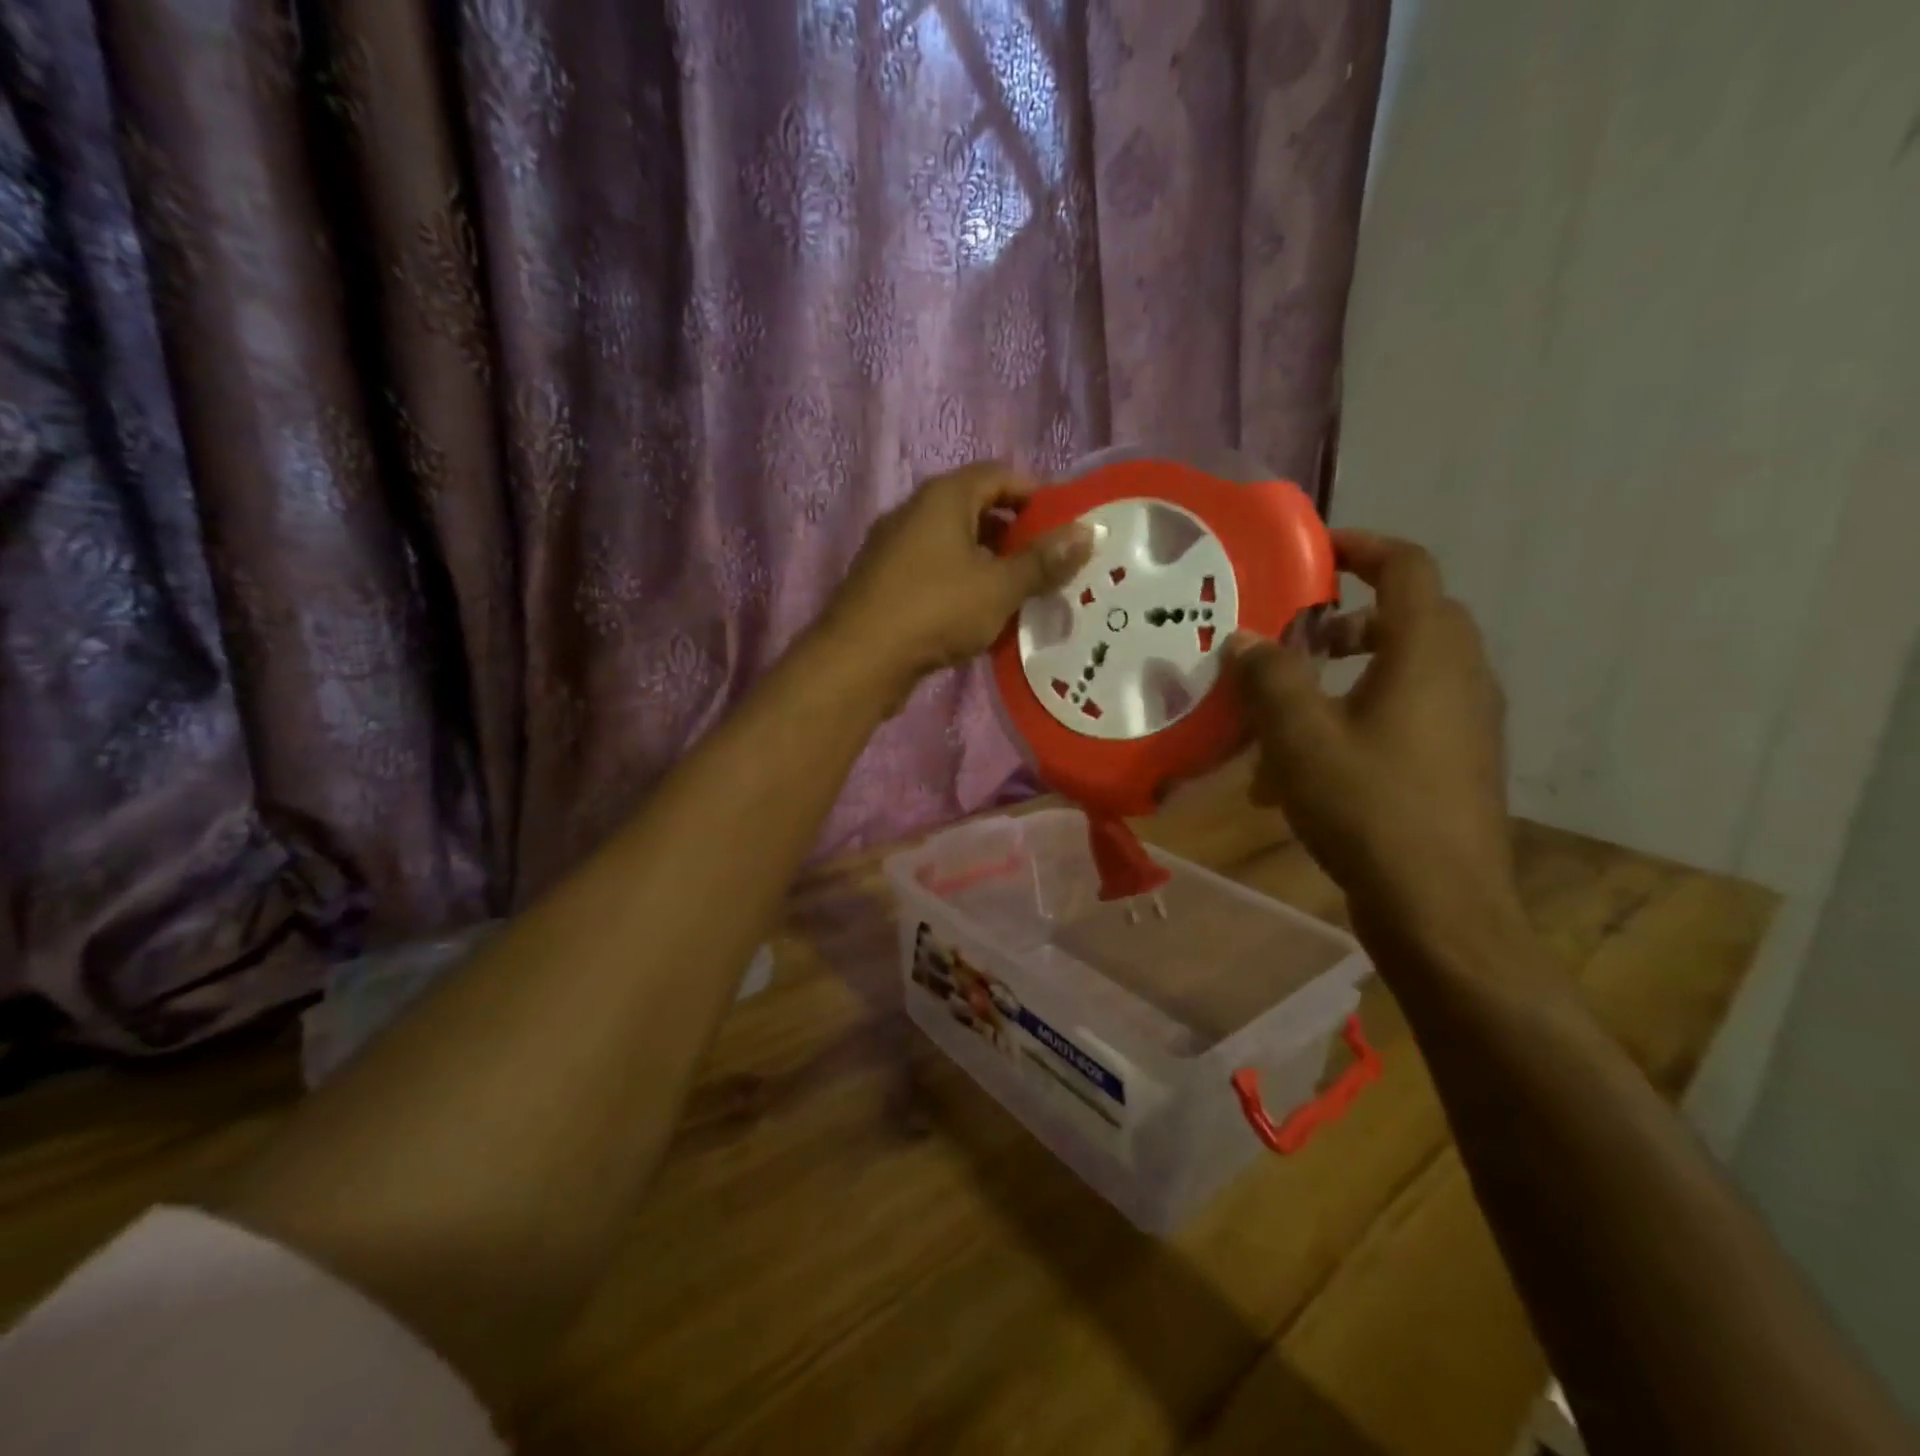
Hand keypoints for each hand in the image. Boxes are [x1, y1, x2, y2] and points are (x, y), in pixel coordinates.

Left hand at [822, 461, 1093, 697]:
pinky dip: (963, 586)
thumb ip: (1044, 560)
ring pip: (955, 546)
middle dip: (1016, 535)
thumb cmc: (936, 610)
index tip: (1065, 525)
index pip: (999, 474)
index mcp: (943, 497)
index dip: (1036, 494)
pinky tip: (982, 618)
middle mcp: (915, 512)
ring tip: (1023, 595)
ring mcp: (895, 548)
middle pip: (977, 510)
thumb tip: (1088, 532)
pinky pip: (935, 573)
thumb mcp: (1000, 586)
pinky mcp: (885, 583)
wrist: (860, 659)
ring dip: (990, 565)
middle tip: (1050, 564)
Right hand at [1229, 531, 1522, 950]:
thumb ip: (1270, 677)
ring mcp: (1467, 723)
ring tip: (1287, 716)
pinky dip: (1360, 719)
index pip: (1407, 567)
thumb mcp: (1299, 737)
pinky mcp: (1460, 763)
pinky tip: (1311, 770)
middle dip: (1345, 622)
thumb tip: (1246, 640)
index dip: (1361, 547)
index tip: (1313, 552)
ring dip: (1346, 678)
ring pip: (1404, 673)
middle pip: (1407, 618)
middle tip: (1295, 640)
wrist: (1439, 907)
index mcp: (1427, 652)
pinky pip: (1408, 717)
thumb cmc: (1367, 806)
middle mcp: (1460, 675)